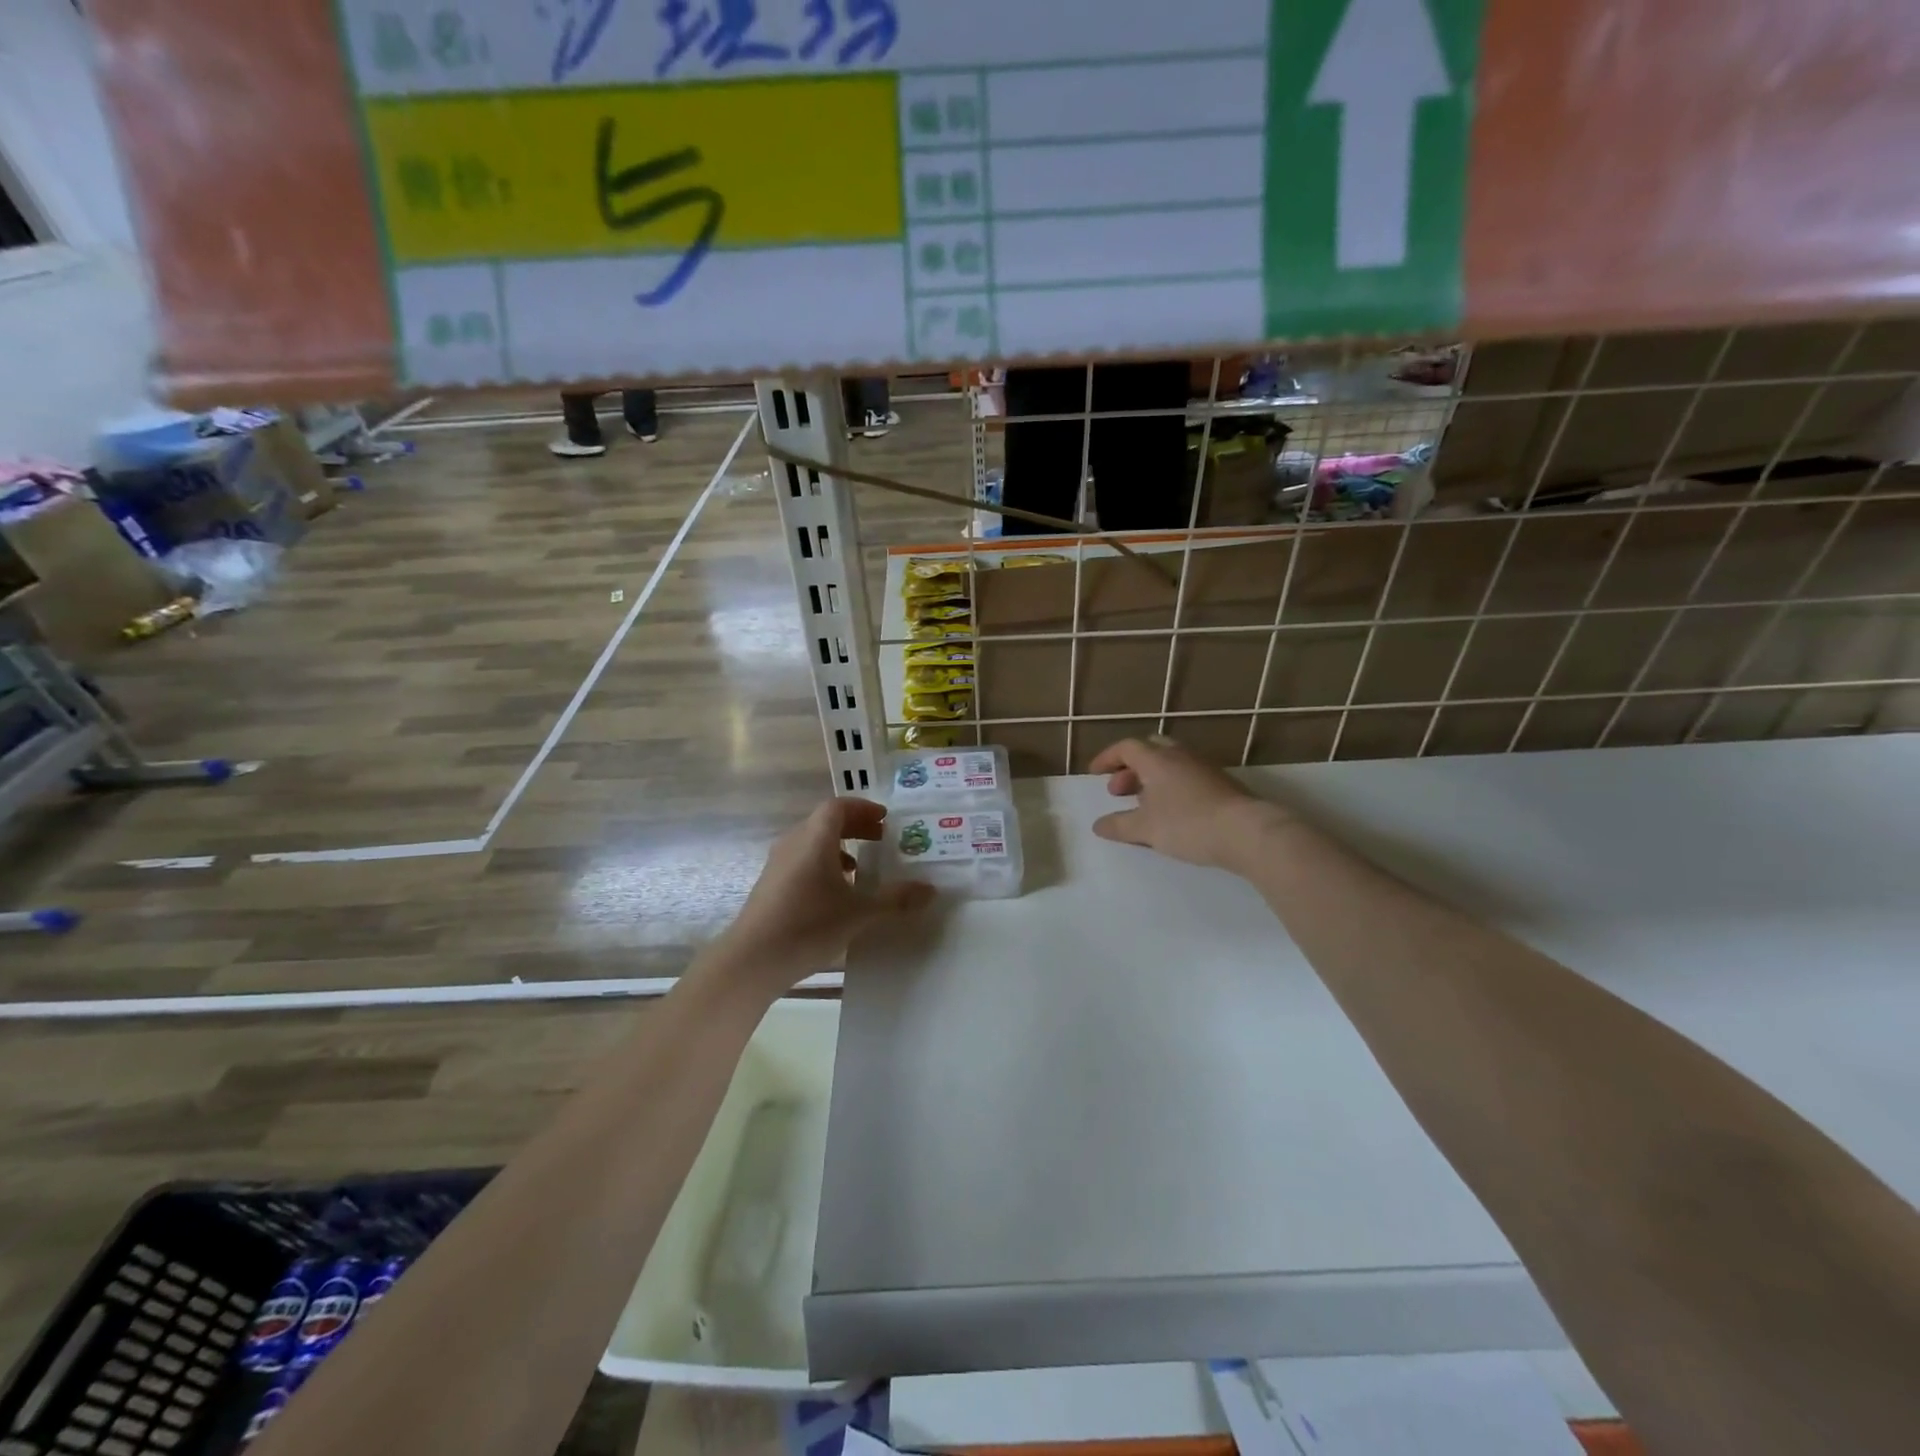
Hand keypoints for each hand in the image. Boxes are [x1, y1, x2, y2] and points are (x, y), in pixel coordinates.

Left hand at [712, 798, 932, 998]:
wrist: (752, 959)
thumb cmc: (808, 925)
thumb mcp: (859, 913)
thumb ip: (895, 899)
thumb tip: (930, 890)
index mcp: (815, 838)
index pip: (838, 806)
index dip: (864, 808)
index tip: (886, 819)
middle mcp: (794, 842)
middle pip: (826, 821)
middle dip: (856, 826)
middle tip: (882, 839)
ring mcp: (778, 863)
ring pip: (813, 842)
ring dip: (839, 847)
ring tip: (862, 868)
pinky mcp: (771, 884)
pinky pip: (803, 860)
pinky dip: (824, 865)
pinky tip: (837, 893)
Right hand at [1090, 736, 1290, 872]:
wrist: (1248, 832)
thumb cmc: (1188, 824)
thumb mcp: (1146, 829)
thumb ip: (1119, 825)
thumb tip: (1098, 825)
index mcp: (1157, 760)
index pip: (1126, 748)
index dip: (1108, 758)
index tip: (1095, 774)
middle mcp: (1180, 756)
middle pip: (1150, 749)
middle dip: (1131, 767)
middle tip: (1119, 790)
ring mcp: (1204, 767)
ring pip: (1171, 762)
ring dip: (1152, 778)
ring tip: (1144, 804)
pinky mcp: (1222, 783)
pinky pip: (1188, 775)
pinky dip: (1172, 786)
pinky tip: (1173, 811)